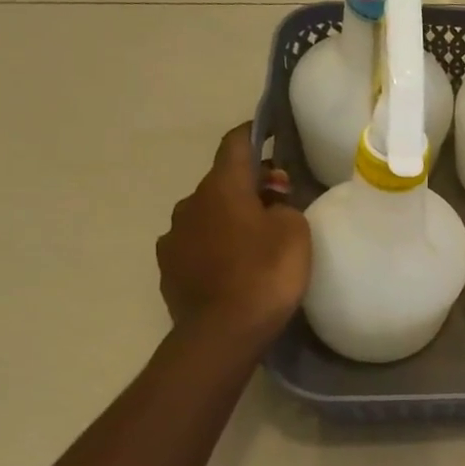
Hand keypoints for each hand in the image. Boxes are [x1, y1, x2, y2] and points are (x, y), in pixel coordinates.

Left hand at [157, 124, 311, 345]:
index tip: (269, 133)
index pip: (235, 145)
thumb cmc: (266, 273)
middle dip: (249, 186)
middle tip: (279, 202)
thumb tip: (269, 203)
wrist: (223, 332)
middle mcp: (190, 204)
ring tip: (256, 239)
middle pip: (223, 183)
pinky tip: (234, 266)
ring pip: (208, 214)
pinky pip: (197, 244)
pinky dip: (216, 246)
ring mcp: (174, 237)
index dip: (254, 134)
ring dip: (230, 218)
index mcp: (222, 187)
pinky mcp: (169, 268)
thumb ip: (284, 206)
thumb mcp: (295, 232)